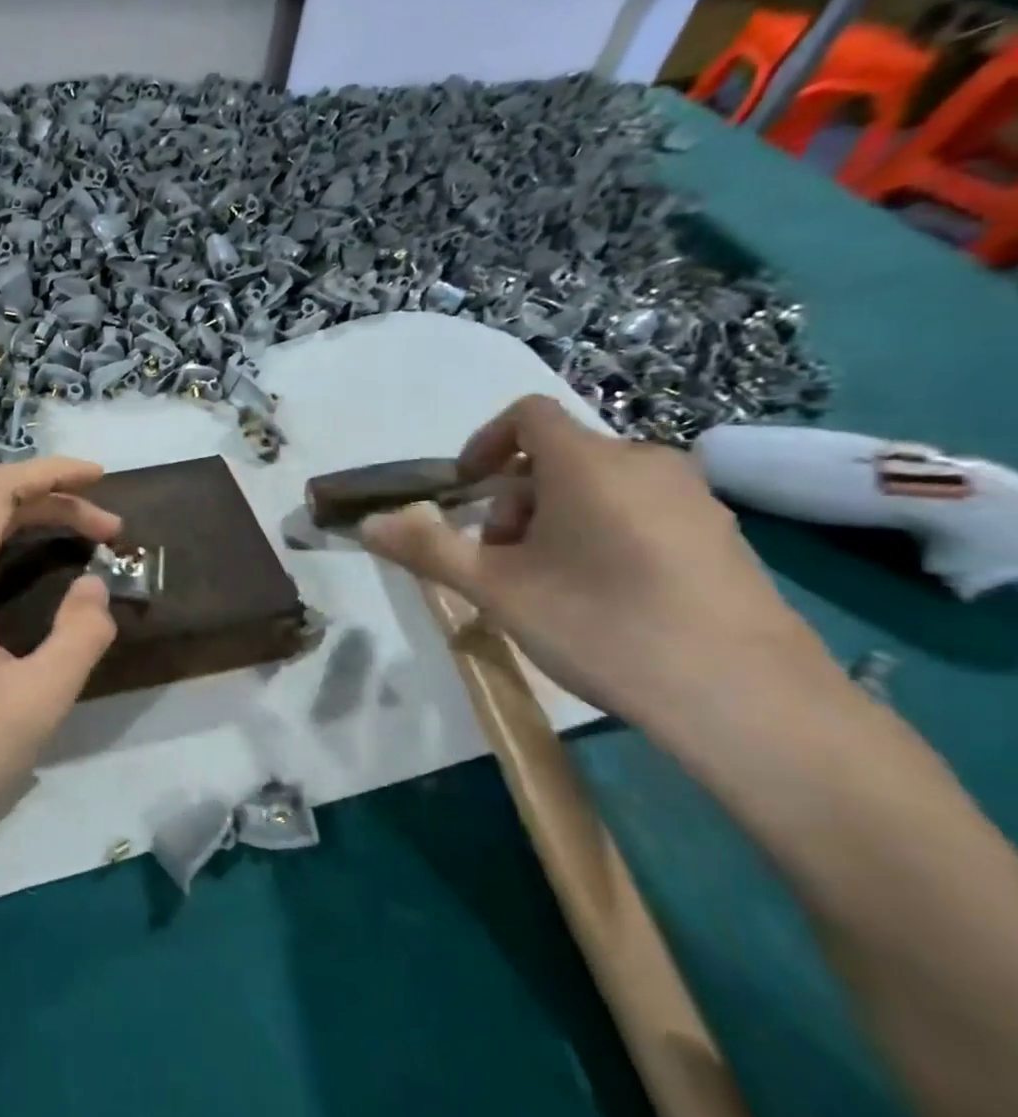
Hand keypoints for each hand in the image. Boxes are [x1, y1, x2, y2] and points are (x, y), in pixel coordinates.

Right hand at [359, 395, 831, 725]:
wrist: (750, 702)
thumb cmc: (602, 625)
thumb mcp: (496, 589)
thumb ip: (427, 549)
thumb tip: (366, 524)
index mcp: (587, 462)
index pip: (526, 415)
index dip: (484, 443)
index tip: (464, 492)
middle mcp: (645, 462)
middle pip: (558, 457)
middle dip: (514, 499)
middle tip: (501, 561)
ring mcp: (694, 499)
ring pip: (600, 486)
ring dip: (555, 519)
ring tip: (548, 585)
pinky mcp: (725, 537)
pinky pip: (642, 512)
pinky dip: (604, 534)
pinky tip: (606, 600)